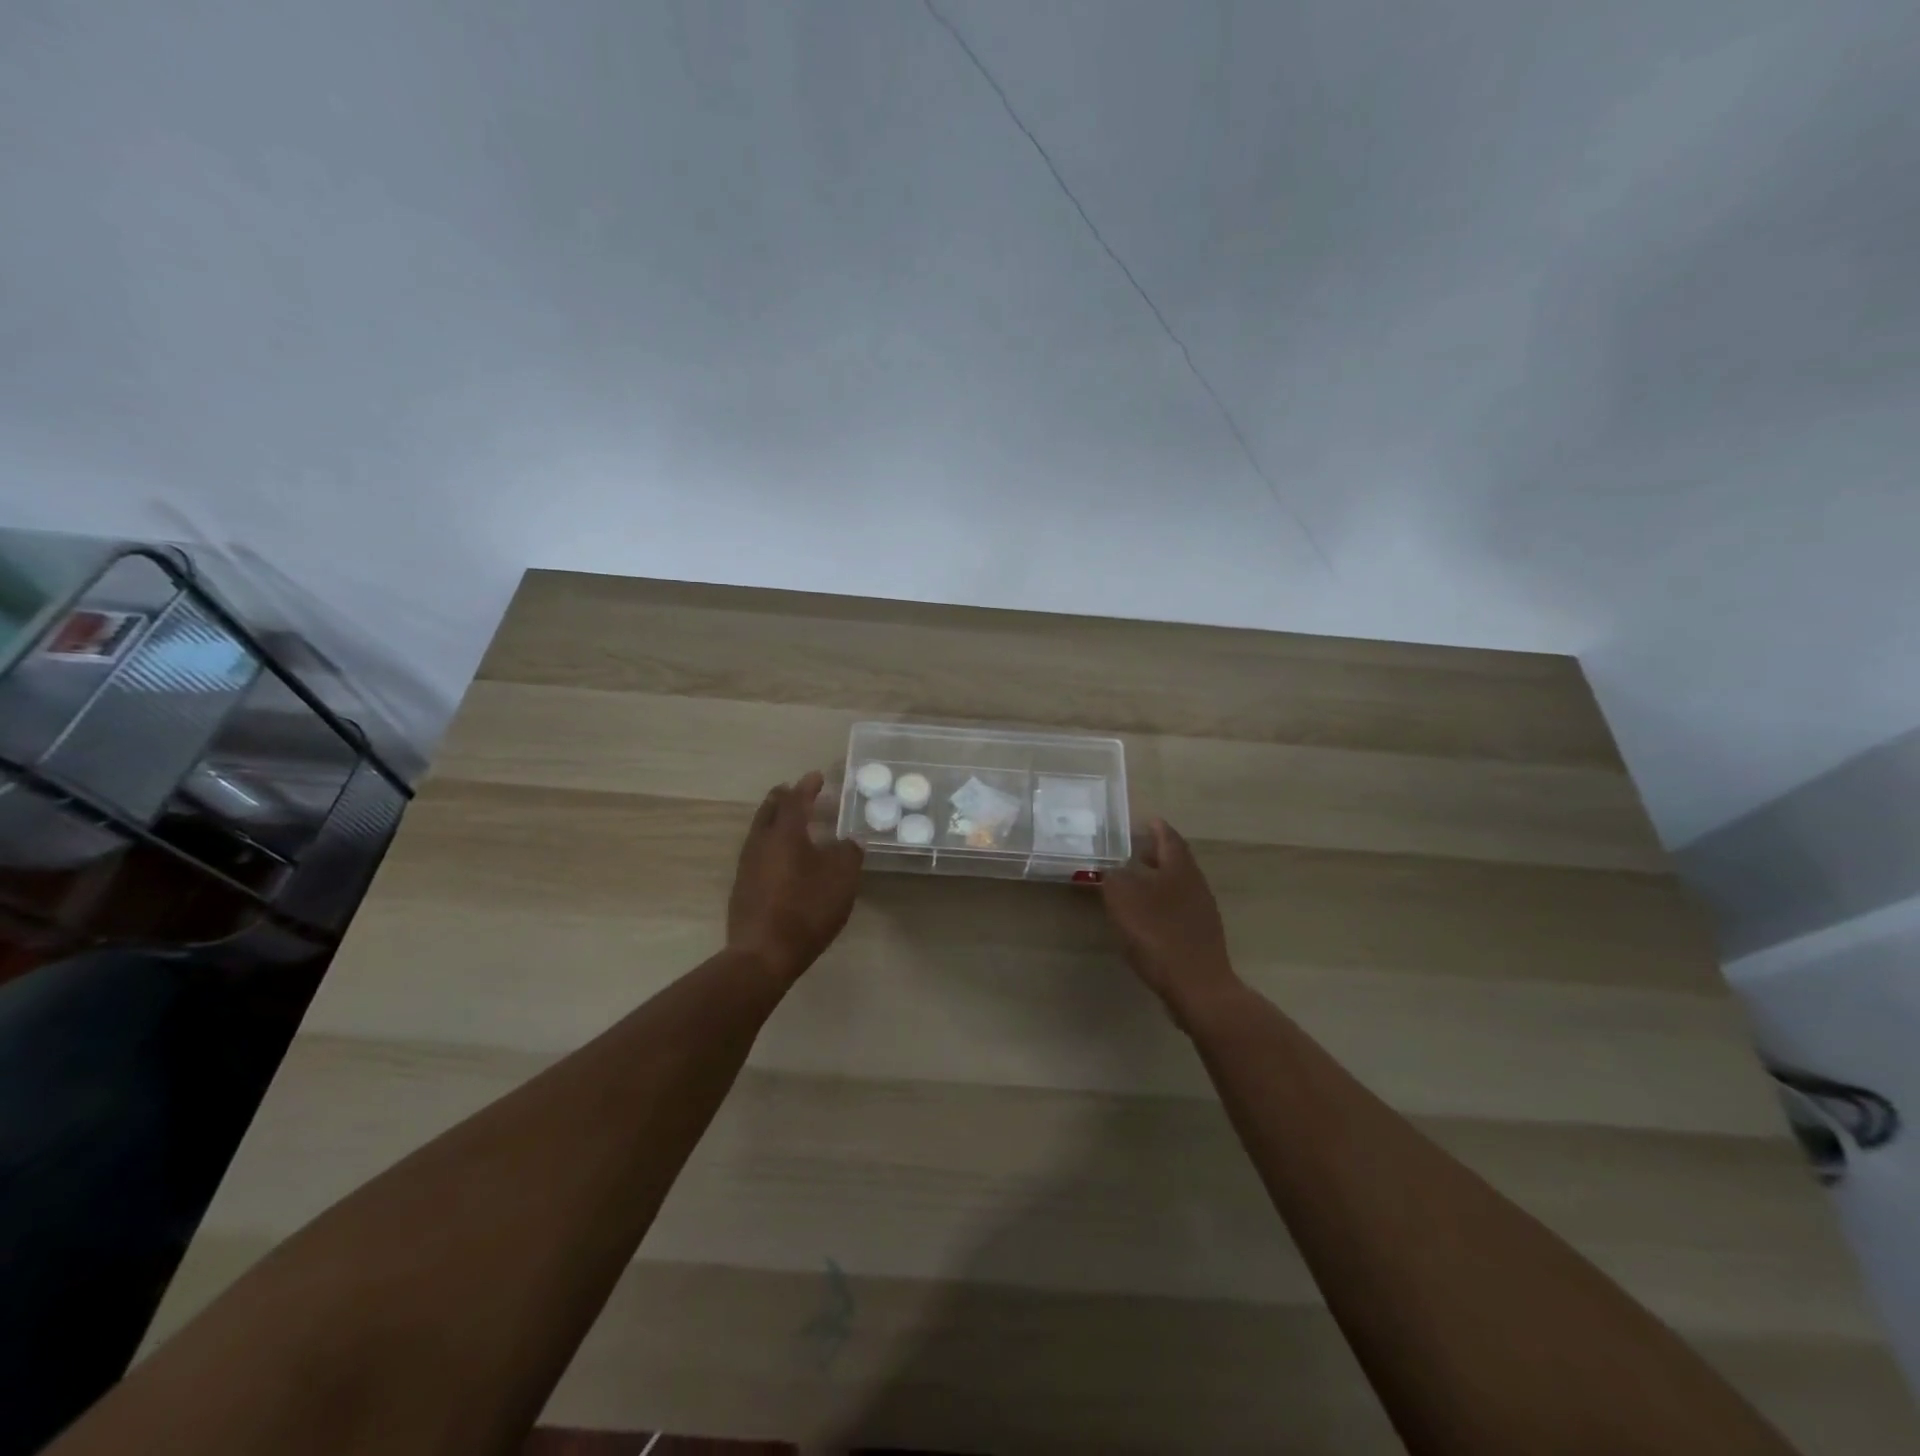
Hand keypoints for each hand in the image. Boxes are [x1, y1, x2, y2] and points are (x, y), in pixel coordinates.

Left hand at [728, 771, 863, 982]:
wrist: (763, 954)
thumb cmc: (806, 908)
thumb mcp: (841, 878)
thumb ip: (848, 853)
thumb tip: (849, 841)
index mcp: (785, 832)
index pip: (796, 798)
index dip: (808, 786)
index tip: (817, 776)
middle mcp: (761, 842)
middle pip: (770, 810)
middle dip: (785, 798)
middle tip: (798, 792)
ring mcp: (747, 865)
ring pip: (761, 831)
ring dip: (777, 821)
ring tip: (793, 824)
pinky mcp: (743, 888)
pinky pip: (759, 853)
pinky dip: (773, 845)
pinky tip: (784, 859)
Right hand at [1101, 818, 1243, 1028]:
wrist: (1198, 987)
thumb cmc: (1158, 935)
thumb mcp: (1123, 900)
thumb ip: (1112, 878)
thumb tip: (1110, 869)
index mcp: (1180, 869)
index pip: (1168, 838)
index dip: (1156, 828)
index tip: (1146, 820)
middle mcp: (1195, 884)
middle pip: (1176, 861)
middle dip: (1156, 854)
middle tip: (1135, 850)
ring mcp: (1202, 912)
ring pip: (1177, 885)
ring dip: (1158, 880)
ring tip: (1134, 883)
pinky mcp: (1200, 936)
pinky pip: (1178, 908)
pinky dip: (1161, 903)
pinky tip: (1146, 916)